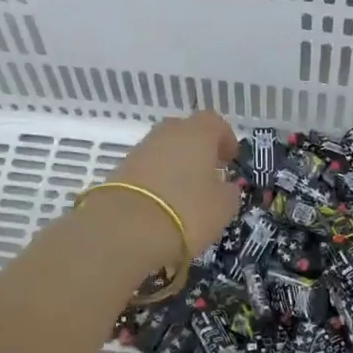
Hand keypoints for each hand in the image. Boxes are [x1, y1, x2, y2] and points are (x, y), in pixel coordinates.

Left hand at [104, 111, 242, 267]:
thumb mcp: (223, 207)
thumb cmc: (187, 211)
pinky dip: (157, 179)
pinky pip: (147, 168)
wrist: (125, 229)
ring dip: (176, 164)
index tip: (231, 160)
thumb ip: (229, 192)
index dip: (226, 139)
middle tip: (209, 173)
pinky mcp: (121, 170)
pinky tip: (163, 202)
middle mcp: (167, 133)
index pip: (216, 123)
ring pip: (165, 149)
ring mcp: (141, 149)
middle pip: (187, 131)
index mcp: (197, 133)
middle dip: (199, 149)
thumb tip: (226, 187)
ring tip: (186, 192)